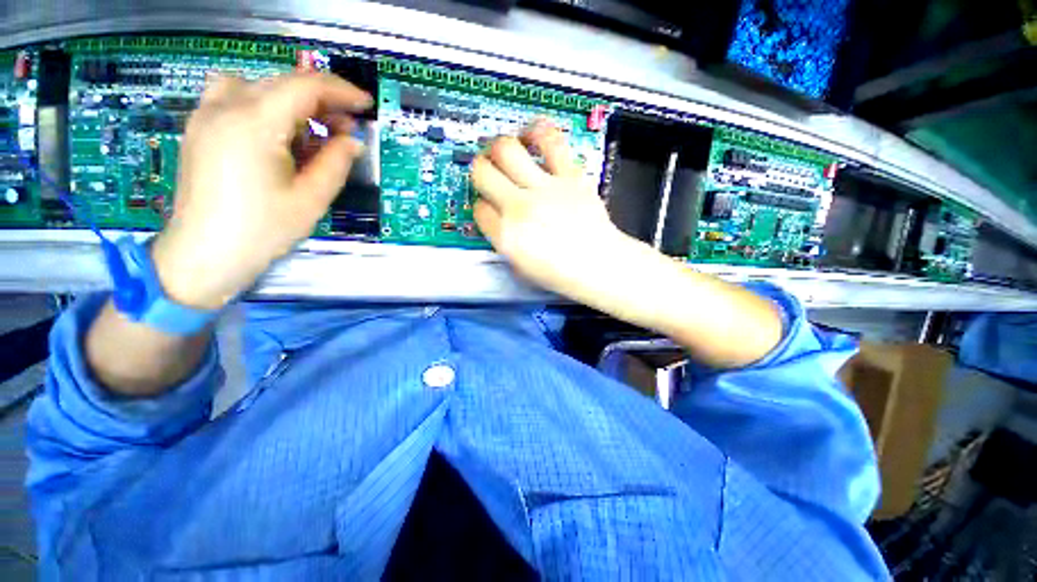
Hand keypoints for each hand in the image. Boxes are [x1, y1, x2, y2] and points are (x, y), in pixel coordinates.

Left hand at [151, 73, 371, 309]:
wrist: (204, 255)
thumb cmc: (261, 231)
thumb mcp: (311, 199)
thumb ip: (336, 163)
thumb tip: (352, 141)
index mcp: (254, 123)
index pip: (305, 86)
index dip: (341, 91)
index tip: (364, 104)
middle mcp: (225, 107)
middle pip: (282, 83)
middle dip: (320, 100)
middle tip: (346, 128)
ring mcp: (206, 115)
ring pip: (258, 85)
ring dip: (292, 101)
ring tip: (311, 131)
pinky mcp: (199, 128)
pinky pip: (235, 97)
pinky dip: (265, 106)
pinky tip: (276, 133)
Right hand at [473, 121, 781, 366]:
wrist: (600, 265)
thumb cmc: (561, 273)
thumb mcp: (521, 267)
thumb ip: (504, 240)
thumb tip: (497, 218)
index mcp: (506, 236)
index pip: (478, 208)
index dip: (481, 205)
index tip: (489, 206)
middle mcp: (519, 208)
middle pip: (482, 172)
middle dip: (479, 169)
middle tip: (486, 171)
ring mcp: (545, 188)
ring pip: (507, 150)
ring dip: (499, 147)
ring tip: (505, 150)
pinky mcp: (570, 176)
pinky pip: (550, 141)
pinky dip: (538, 131)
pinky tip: (532, 134)